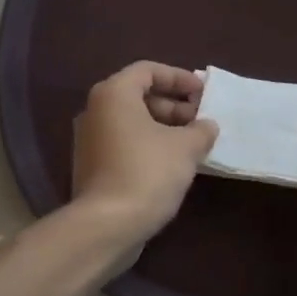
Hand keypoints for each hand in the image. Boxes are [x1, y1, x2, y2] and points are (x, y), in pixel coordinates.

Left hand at [71, 62, 217, 246]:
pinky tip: (173, 163)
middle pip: (138, 95)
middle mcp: (95, 110)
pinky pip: (124, 142)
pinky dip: (148, 144)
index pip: (148, 70)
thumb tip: (206, 126)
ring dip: (163, 127)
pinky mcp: (91, 165)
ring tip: (192, 143)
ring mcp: (89, 139)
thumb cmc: (147, 173)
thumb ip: (201, 130)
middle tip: (201, 120)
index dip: (179, 78)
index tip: (203, 93)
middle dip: (173, 105)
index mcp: (114, 94)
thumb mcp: (186, 147)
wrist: (107, 225)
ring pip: (131, 121)